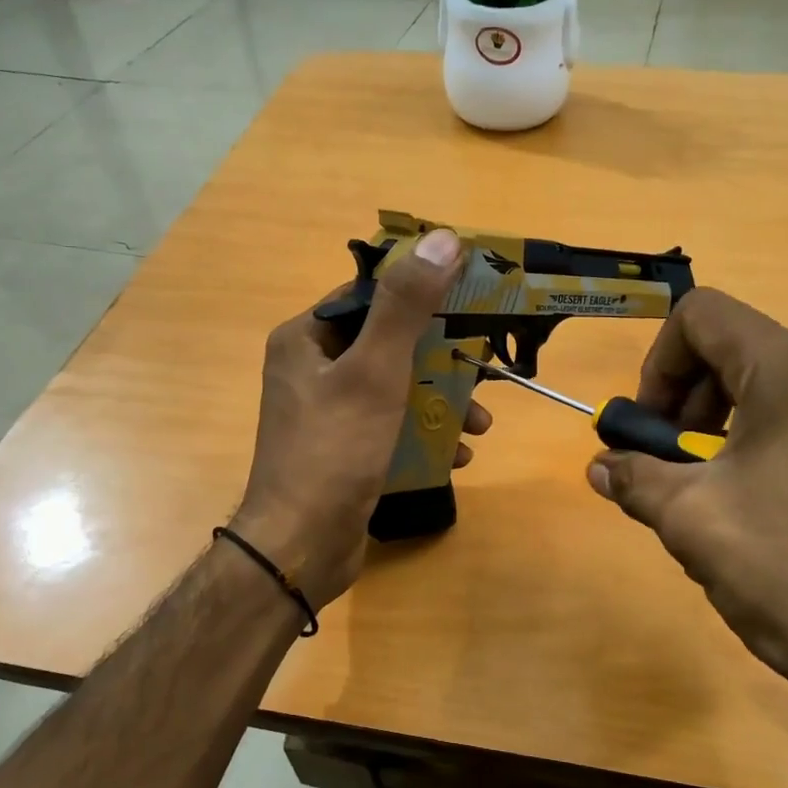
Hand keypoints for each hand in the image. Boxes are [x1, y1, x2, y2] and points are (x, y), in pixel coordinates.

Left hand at [232, 227, 490, 609]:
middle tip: (486, 371)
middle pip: (390, 345)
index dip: (422, 294)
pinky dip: (424, 436)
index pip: (370, 296)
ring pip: (397, 389)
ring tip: (480, 425)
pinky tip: (457, 457)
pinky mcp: (345, 450)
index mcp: (307, 339)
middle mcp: (313, 369)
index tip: (471, 301)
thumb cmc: (334, 450)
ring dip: (442, 402)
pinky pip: (391, 427)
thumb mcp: (374, 371)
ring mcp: (328, 414)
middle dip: (442, 361)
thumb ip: (406, 306)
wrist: (301, 548)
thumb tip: (442, 239)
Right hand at [586, 289, 787, 709]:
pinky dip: (753, 453)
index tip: (646, 428)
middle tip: (662, 466)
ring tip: (700, 501)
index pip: (702, 315)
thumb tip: (600, 466)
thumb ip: (633, 478)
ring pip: (763, 395)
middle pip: (733, 353)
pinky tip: (746, 519)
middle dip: (681, 403)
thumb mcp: (690, 519)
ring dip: (712, 434)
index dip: (656, 362)